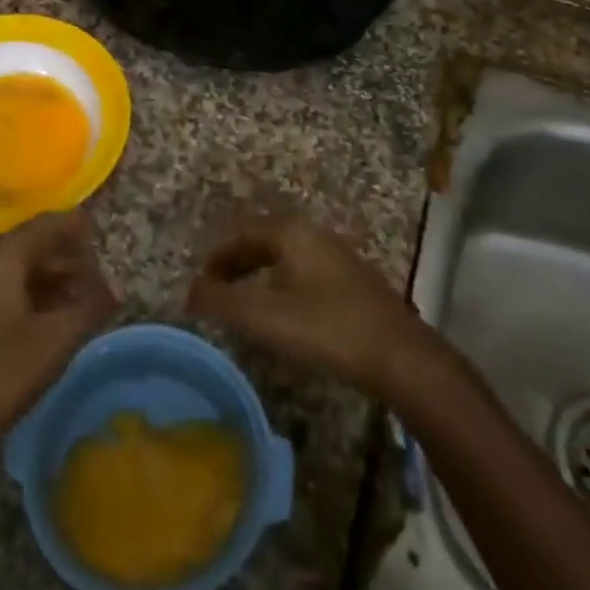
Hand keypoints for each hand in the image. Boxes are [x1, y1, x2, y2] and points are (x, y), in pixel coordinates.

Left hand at [0, 211, 119, 458]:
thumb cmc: (1, 373)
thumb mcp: (56, 339)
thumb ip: (91, 306)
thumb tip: (118, 286)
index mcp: (0, 260)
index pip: (44, 225)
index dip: (74, 227)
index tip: (100, 231)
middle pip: (30, 247)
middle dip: (67, 258)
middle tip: (98, 276)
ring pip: (17, 272)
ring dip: (51, 281)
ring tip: (82, 300)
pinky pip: (4, 293)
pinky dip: (33, 298)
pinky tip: (51, 322)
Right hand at [186, 210, 421, 396]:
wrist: (400, 357)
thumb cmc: (326, 328)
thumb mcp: (263, 316)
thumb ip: (220, 301)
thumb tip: (189, 291)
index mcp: (291, 232)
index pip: (242, 234)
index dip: (216, 258)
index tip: (199, 284)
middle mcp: (314, 234)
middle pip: (264, 241)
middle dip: (236, 264)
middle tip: (215, 291)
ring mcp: (338, 257)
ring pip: (286, 257)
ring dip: (259, 275)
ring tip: (243, 303)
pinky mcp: (354, 282)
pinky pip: (304, 272)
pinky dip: (282, 285)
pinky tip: (284, 313)